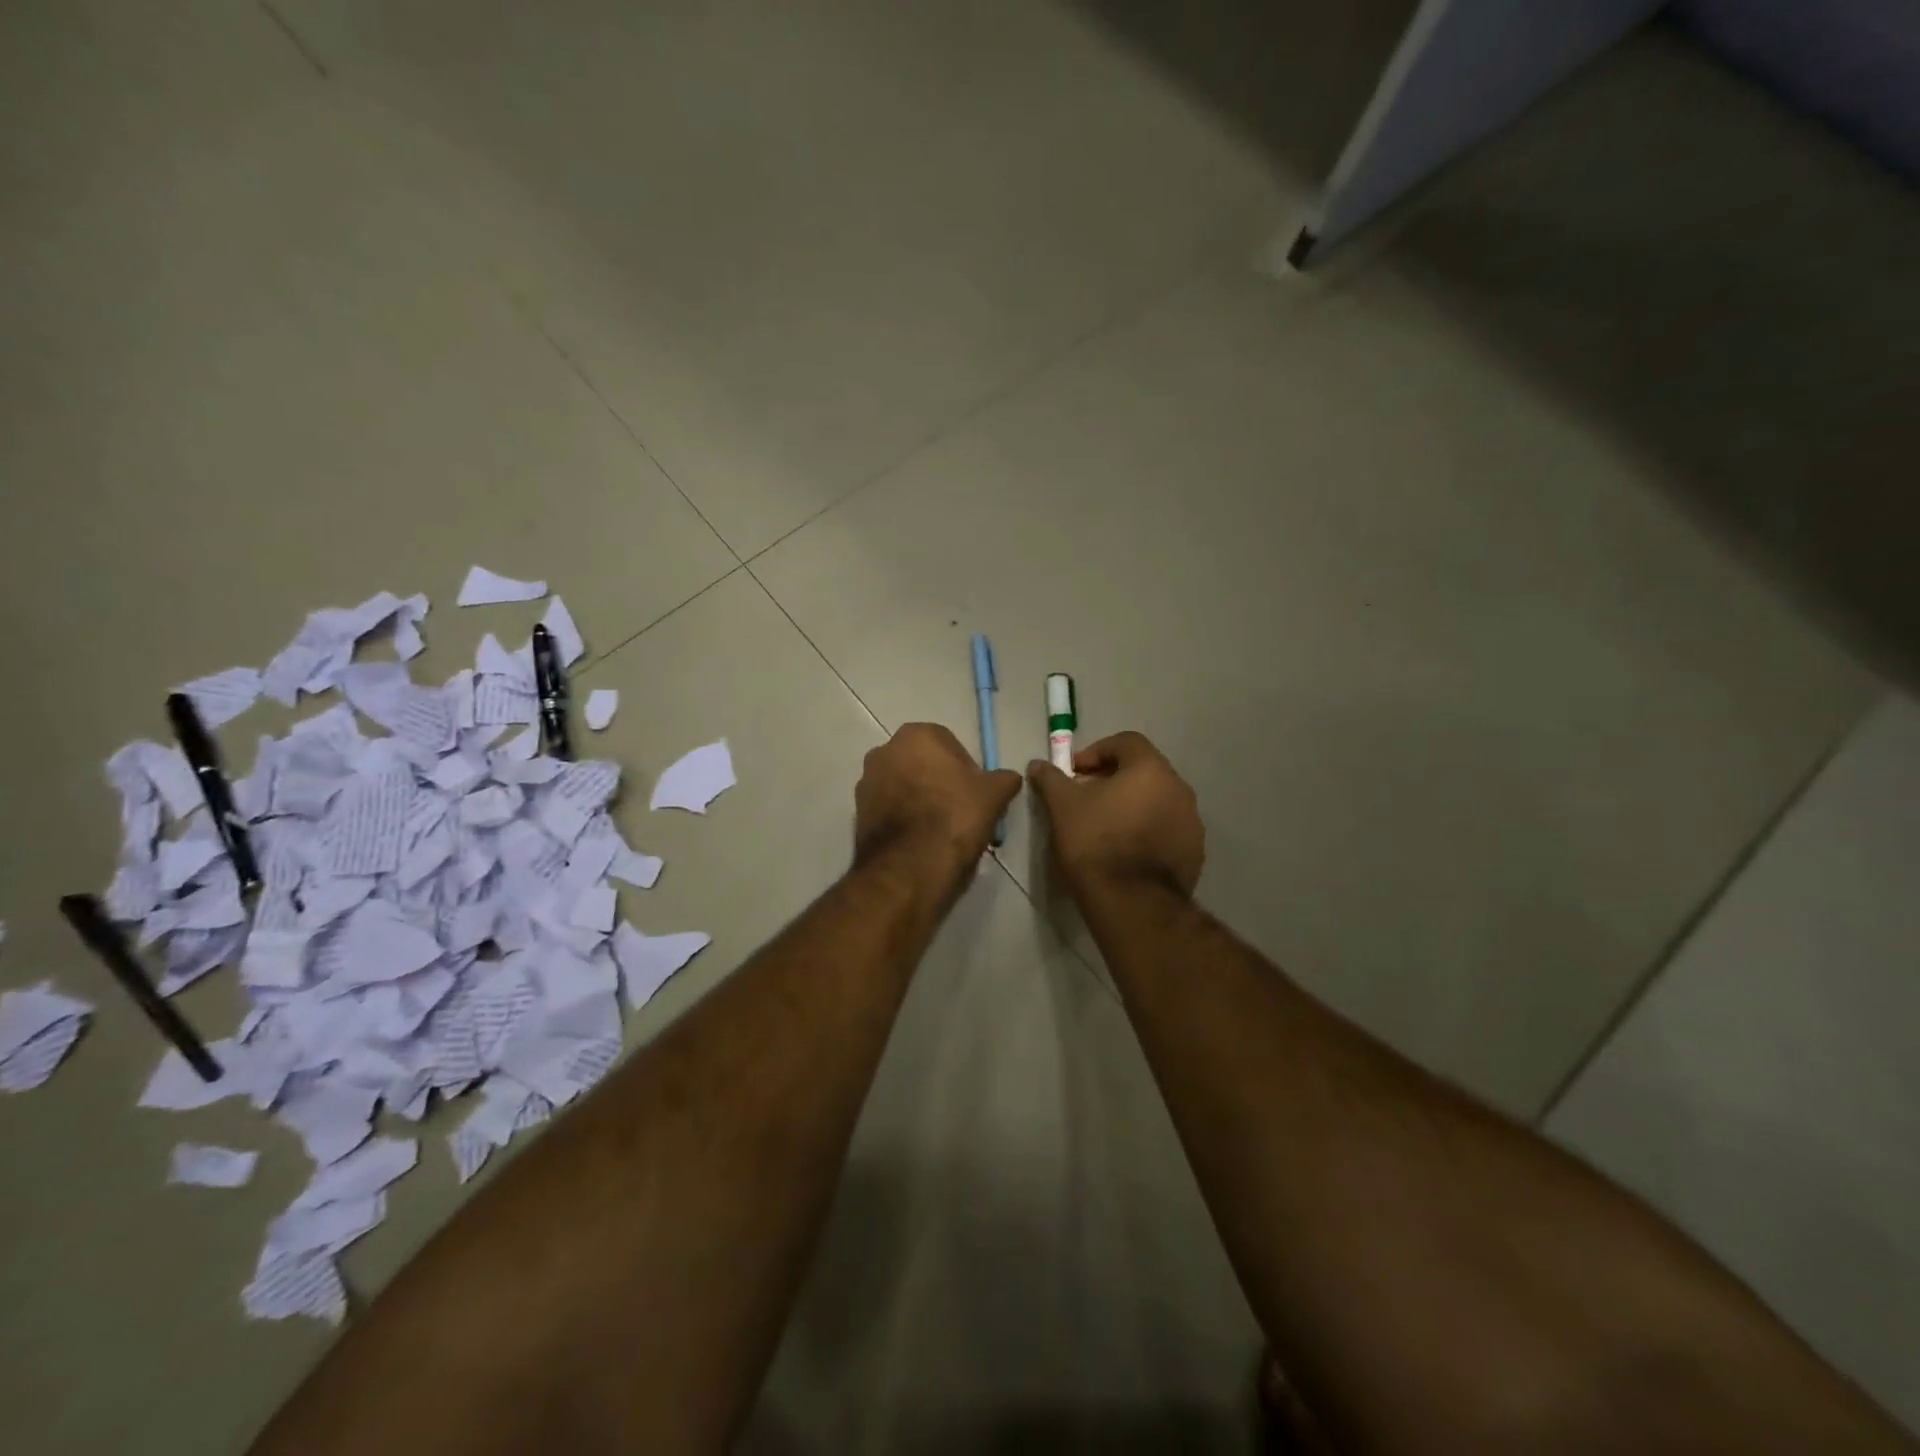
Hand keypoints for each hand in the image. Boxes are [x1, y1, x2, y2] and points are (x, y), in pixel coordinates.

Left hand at [854, 723, 1021, 882]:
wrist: (909, 867)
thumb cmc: (954, 818)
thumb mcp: (993, 795)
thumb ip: (1004, 779)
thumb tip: (1009, 778)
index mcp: (916, 735)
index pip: (949, 744)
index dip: (966, 769)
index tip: (976, 794)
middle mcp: (884, 750)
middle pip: (923, 764)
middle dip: (940, 782)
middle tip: (961, 810)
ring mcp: (866, 782)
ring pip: (904, 786)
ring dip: (920, 800)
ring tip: (941, 830)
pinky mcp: (857, 813)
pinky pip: (889, 809)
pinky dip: (903, 819)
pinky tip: (920, 841)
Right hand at [1027, 731, 1203, 899]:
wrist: (1131, 902)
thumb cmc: (1095, 842)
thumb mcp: (1062, 806)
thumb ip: (1051, 778)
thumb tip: (1038, 764)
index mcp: (1151, 769)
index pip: (1126, 742)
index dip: (1096, 752)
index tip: (1075, 773)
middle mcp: (1179, 789)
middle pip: (1144, 771)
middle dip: (1114, 779)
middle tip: (1087, 798)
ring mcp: (1192, 823)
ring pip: (1157, 802)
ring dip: (1132, 806)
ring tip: (1105, 827)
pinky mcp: (1194, 853)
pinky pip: (1167, 830)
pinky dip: (1146, 831)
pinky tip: (1124, 852)